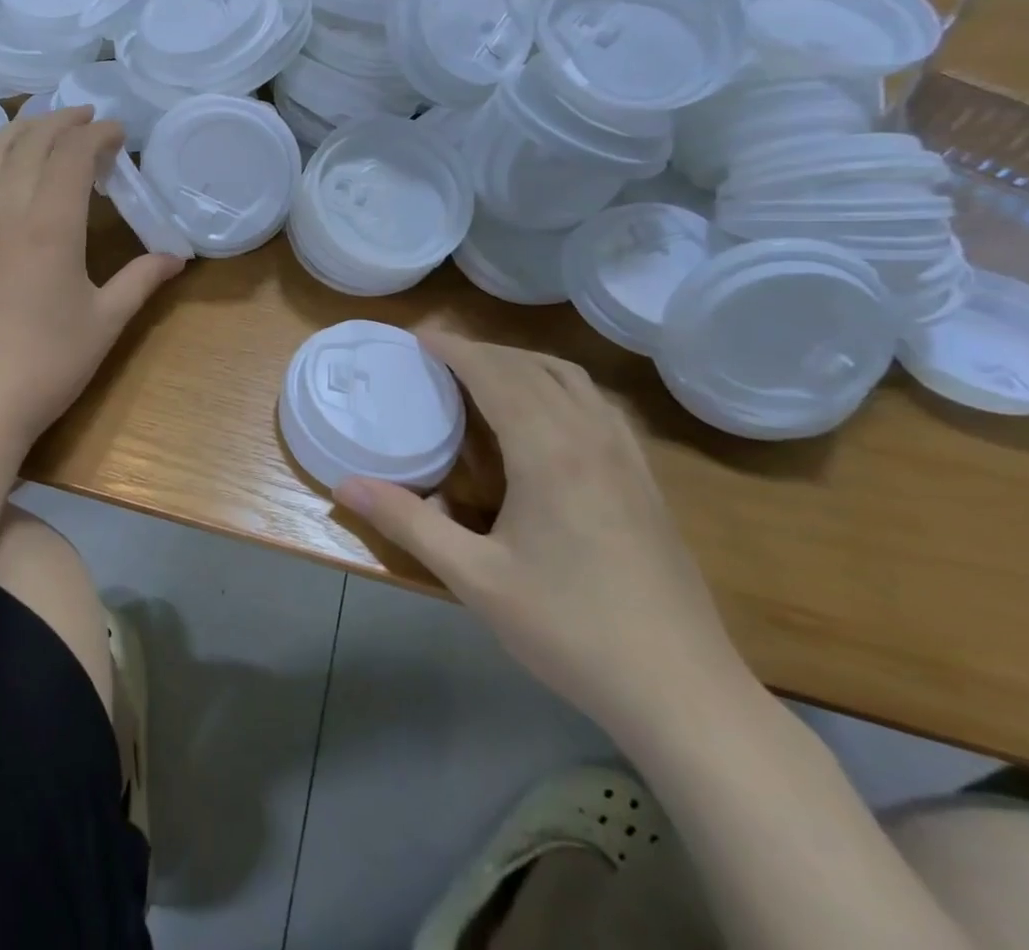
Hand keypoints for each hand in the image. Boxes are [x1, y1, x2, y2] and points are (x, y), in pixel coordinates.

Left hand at [0, 107, 185, 474]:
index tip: (121, 134)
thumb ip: (141, 280)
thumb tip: (177, 258)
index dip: (99, 134)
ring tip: (45, 126)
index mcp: (51, 223)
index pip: (74, 154)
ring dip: (20, 129)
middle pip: (32, 141)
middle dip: (64, 122)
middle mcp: (7, 210)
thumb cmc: (47, 365)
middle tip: (91, 121)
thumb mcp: (105, 322)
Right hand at [336, 336, 751, 739]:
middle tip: (440, 354)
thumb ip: (409, 523)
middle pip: (532, 368)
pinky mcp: (646, 481)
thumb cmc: (571, 630)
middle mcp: (590, 437)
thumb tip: (345, 484)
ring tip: (487, 372)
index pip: (496, 374)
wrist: (683, 692)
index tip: (419, 336)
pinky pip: (598, 405)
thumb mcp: (475, 579)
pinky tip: (548, 416)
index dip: (456, 349)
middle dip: (484, 350)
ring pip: (572, 380)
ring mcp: (626, 458)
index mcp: (548, 451)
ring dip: (525, 362)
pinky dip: (561, 386)